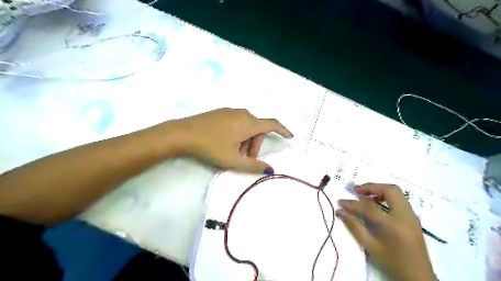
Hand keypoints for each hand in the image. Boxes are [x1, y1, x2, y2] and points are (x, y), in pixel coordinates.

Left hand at [155, 108, 291, 173]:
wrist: (183, 133)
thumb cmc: (211, 147)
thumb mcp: (233, 160)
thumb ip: (253, 166)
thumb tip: (270, 169)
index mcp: (249, 123)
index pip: (272, 124)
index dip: (283, 130)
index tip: (290, 136)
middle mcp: (243, 113)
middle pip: (257, 130)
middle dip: (254, 145)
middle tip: (244, 159)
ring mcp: (231, 111)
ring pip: (247, 127)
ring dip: (245, 141)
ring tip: (233, 152)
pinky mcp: (222, 112)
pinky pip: (237, 122)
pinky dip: (238, 134)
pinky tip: (225, 142)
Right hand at [336, 184, 439, 280]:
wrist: (418, 277)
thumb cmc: (392, 263)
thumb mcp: (370, 246)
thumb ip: (354, 226)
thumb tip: (340, 211)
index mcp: (393, 225)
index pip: (369, 206)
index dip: (352, 203)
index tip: (341, 202)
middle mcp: (405, 216)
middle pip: (389, 190)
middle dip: (371, 187)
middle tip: (356, 191)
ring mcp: (411, 216)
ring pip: (396, 192)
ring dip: (379, 190)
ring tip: (365, 196)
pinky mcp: (413, 218)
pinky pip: (399, 200)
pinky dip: (386, 197)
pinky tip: (377, 205)